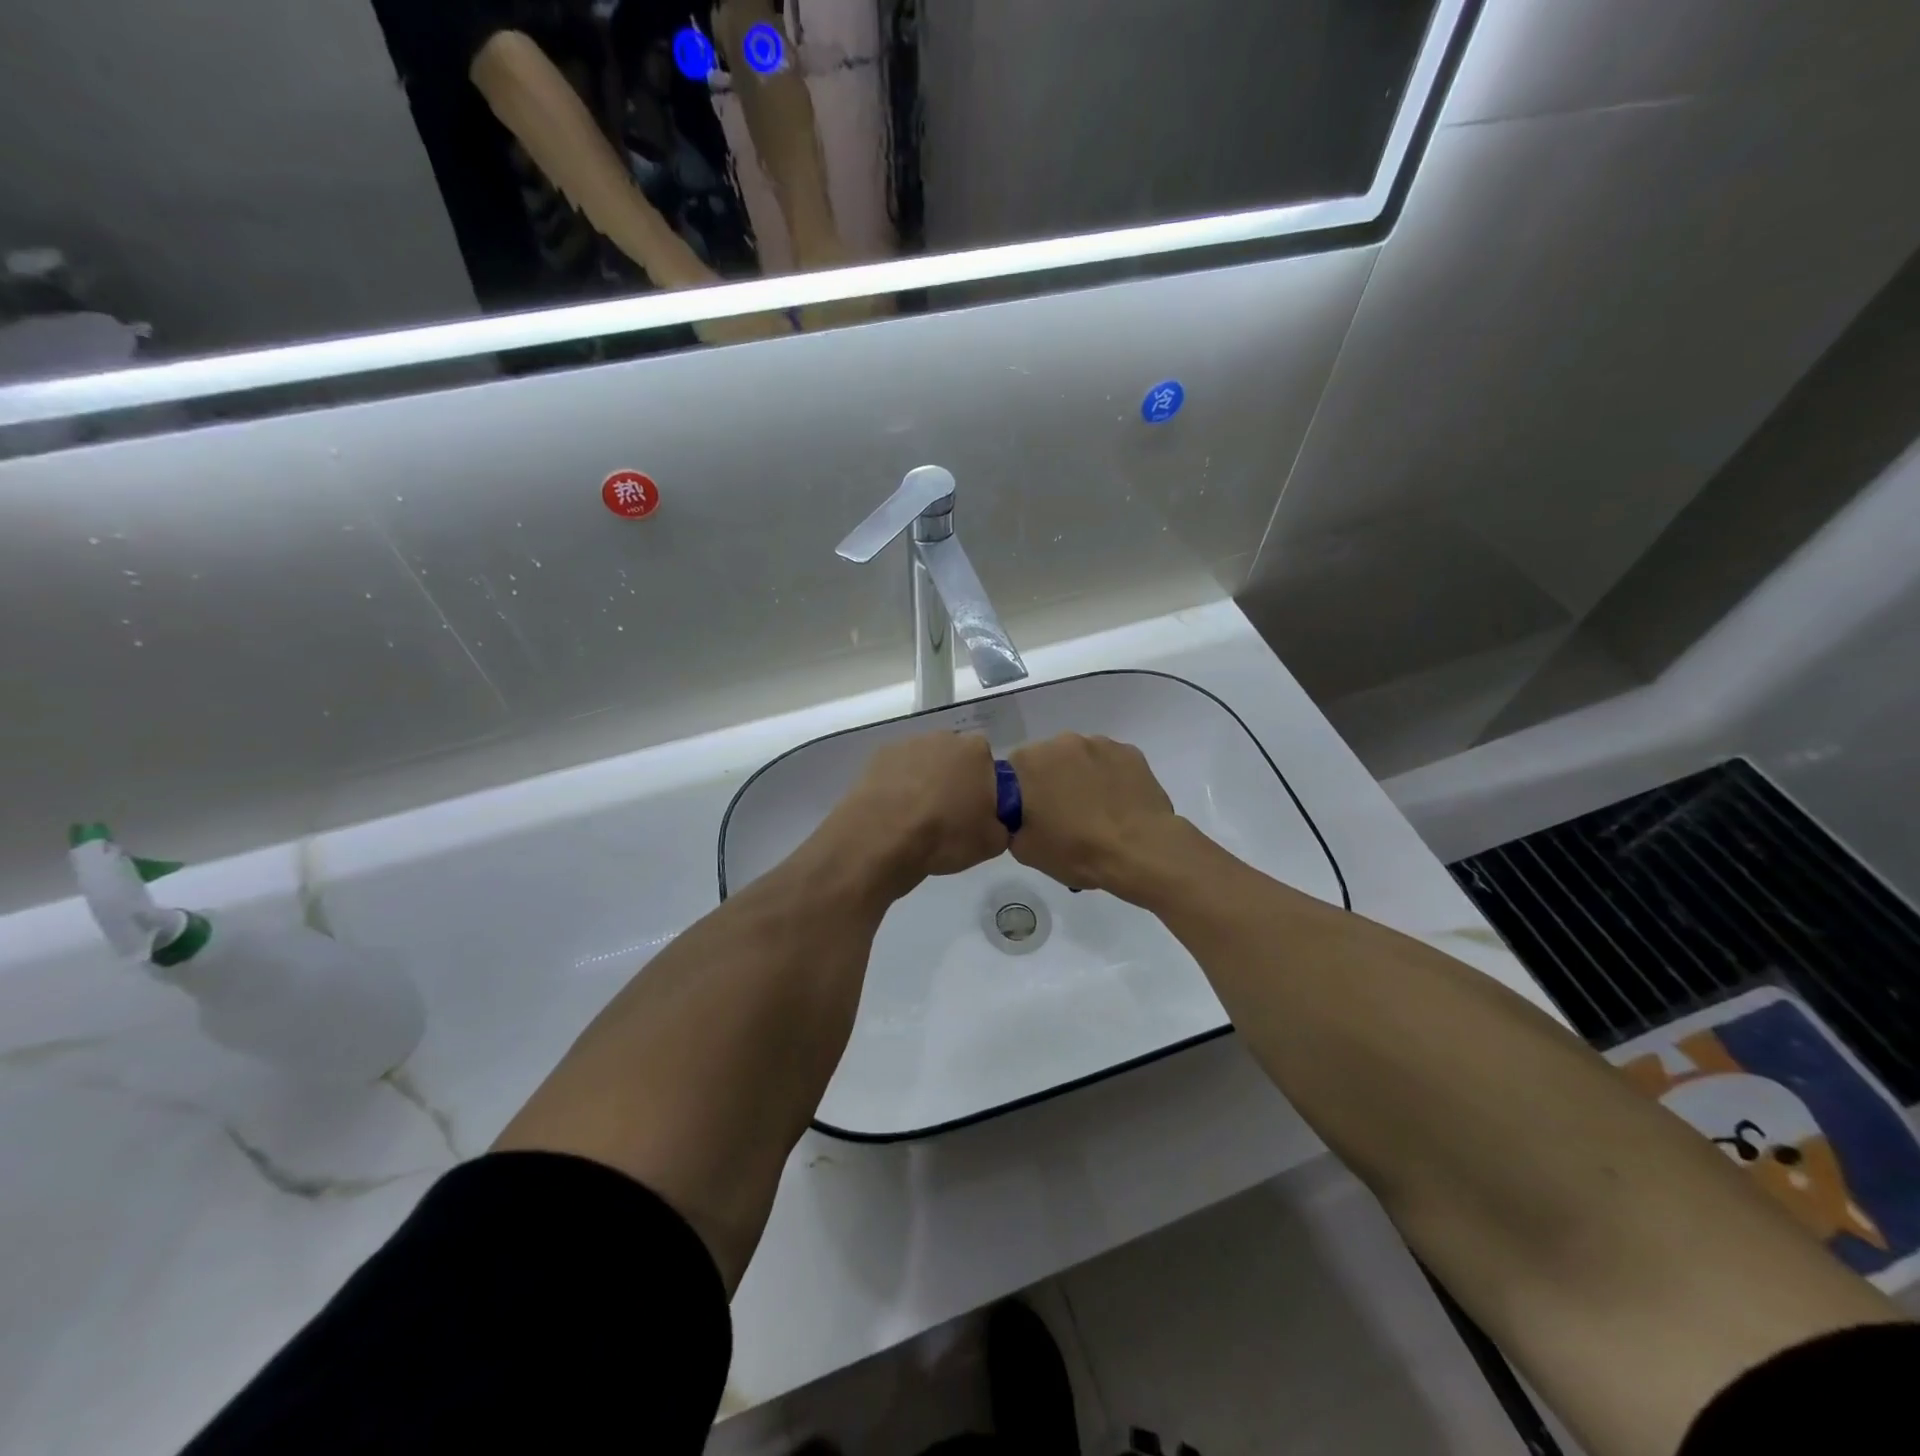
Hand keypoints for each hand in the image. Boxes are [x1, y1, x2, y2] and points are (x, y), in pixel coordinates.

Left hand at [823, 732, 1008, 895]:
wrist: (884, 837)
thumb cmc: (946, 835)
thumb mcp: (992, 842)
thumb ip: (1001, 825)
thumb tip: (993, 823)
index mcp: (977, 751)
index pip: (988, 764)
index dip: (983, 788)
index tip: (975, 812)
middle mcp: (943, 738)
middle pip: (954, 759)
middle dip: (953, 781)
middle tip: (948, 816)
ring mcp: (908, 744)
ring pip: (924, 763)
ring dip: (924, 782)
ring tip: (916, 818)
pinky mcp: (878, 756)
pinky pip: (897, 771)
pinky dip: (897, 786)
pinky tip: (894, 813)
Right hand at [1006, 734, 1179, 898]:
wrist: (1138, 852)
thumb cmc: (1075, 851)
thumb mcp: (1024, 849)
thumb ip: (1013, 823)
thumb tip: (1022, 816)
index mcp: (1030, 761)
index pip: (1014, 770)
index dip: (1022, 793)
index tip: (1033, 814)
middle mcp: (1063, 742)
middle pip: (1049, 759)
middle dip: (1052, 780)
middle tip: (1063, 814)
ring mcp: (1101, 744)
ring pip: (1082, 758)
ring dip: (1082, 776)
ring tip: (1096, 811)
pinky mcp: (1131, 753)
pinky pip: (1111, 763)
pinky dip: (1111, 778)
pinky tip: (1119, 805)